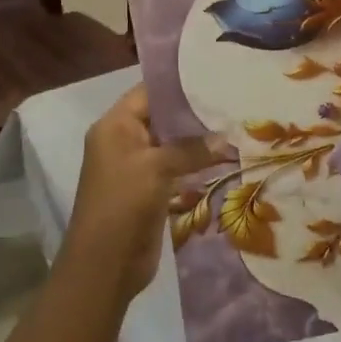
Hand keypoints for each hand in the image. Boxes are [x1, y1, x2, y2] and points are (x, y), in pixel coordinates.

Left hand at [64, 86, 231, 302]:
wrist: (105, 265)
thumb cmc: (123, 204)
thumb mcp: (157, 167)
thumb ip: (191, 149)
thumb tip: (226, 139)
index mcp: (114, 126)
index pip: (148, 92)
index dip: (178, 85)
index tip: (214, 76)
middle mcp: (123, 141)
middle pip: (162, 116)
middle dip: (194, 112)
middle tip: (232, 100)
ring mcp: (136, 166)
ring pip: (172, 143)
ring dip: (198, 140)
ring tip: (235, 126)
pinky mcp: (149, 189)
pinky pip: (176, 167)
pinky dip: (196, 163)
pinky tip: (224, 157)